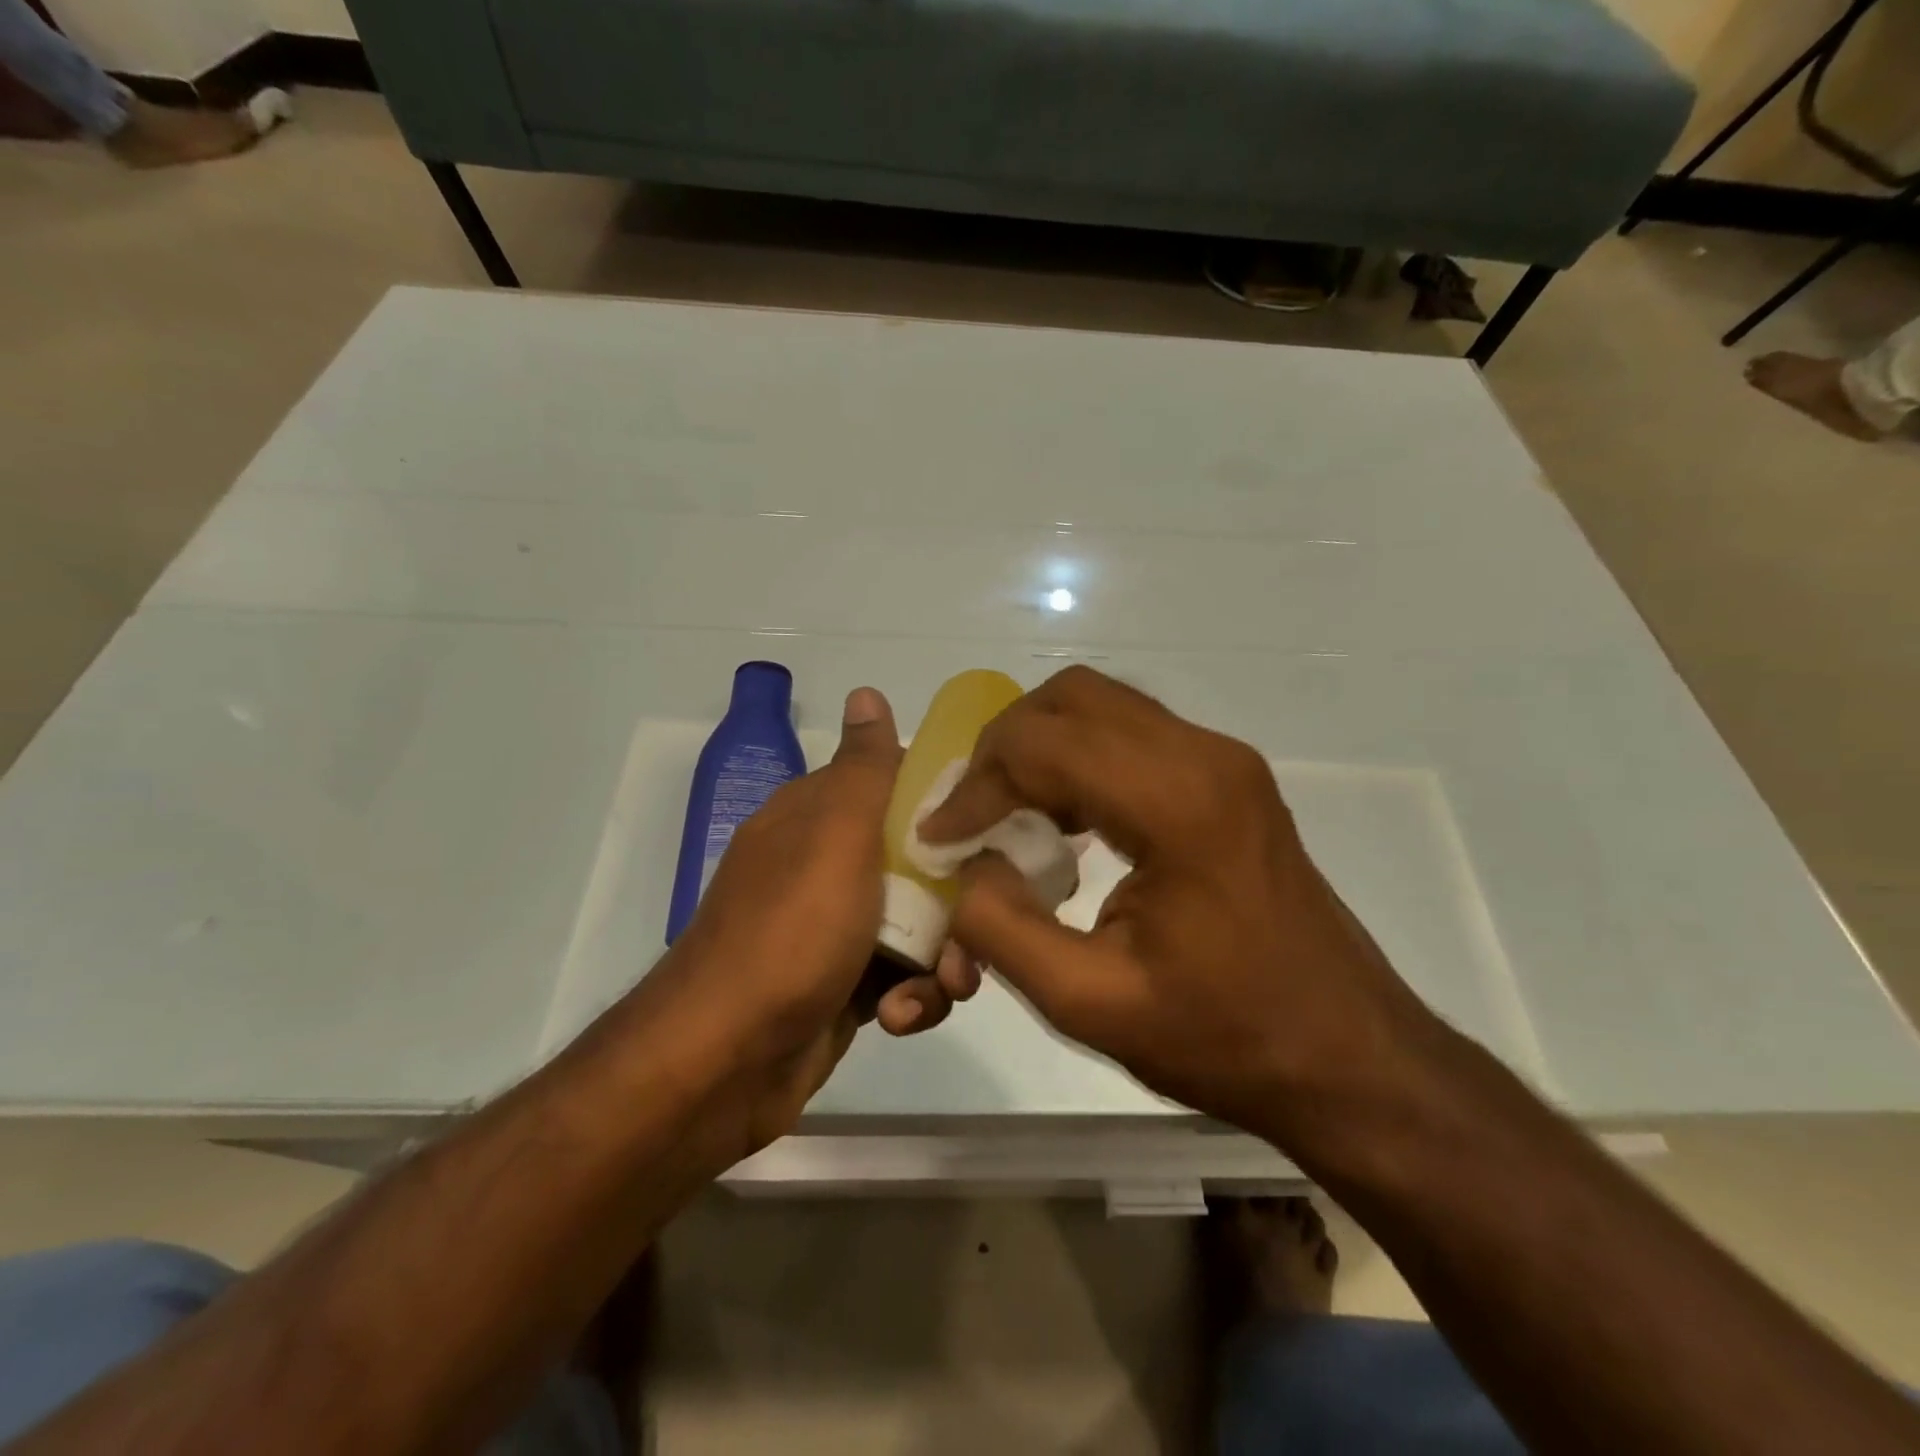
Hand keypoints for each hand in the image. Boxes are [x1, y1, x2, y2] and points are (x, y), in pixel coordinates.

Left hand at [649, 688, 981, 1155]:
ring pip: (920, 926)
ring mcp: (835, 930)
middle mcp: (826, 867)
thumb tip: (867, 691)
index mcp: (817, 818)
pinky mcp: (846, 987)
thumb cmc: (791, 933)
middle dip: (957, 897)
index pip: (896, 787)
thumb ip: (864, 769)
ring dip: (942, 958)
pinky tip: (899, 1017)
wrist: (726, 1062)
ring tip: (943, 986)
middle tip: (978, 924)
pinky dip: (911, 997)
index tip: (991, 823)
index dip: (945, 802)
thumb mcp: (836, 836)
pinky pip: (903, 978)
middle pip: (919, 863)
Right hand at [918, 667, 1435, 1148]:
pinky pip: (1131, 735)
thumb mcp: (1091, 1004)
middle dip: (1001, 747)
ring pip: (1100, 706)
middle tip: (970, 813)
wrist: (1349, 1056)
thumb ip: (1002, 930)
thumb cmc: (1226, 1037)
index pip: (1041, 746)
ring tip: (1006, 817)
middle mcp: (1203, 755)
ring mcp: (1223, 760)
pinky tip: (1063, 824)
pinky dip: (1078, 760)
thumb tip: (962, 869)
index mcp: (1175, 802)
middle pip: (1070, 698)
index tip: (936, 840)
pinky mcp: (1229, 778)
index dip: (973, 786)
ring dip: (1039, 748)